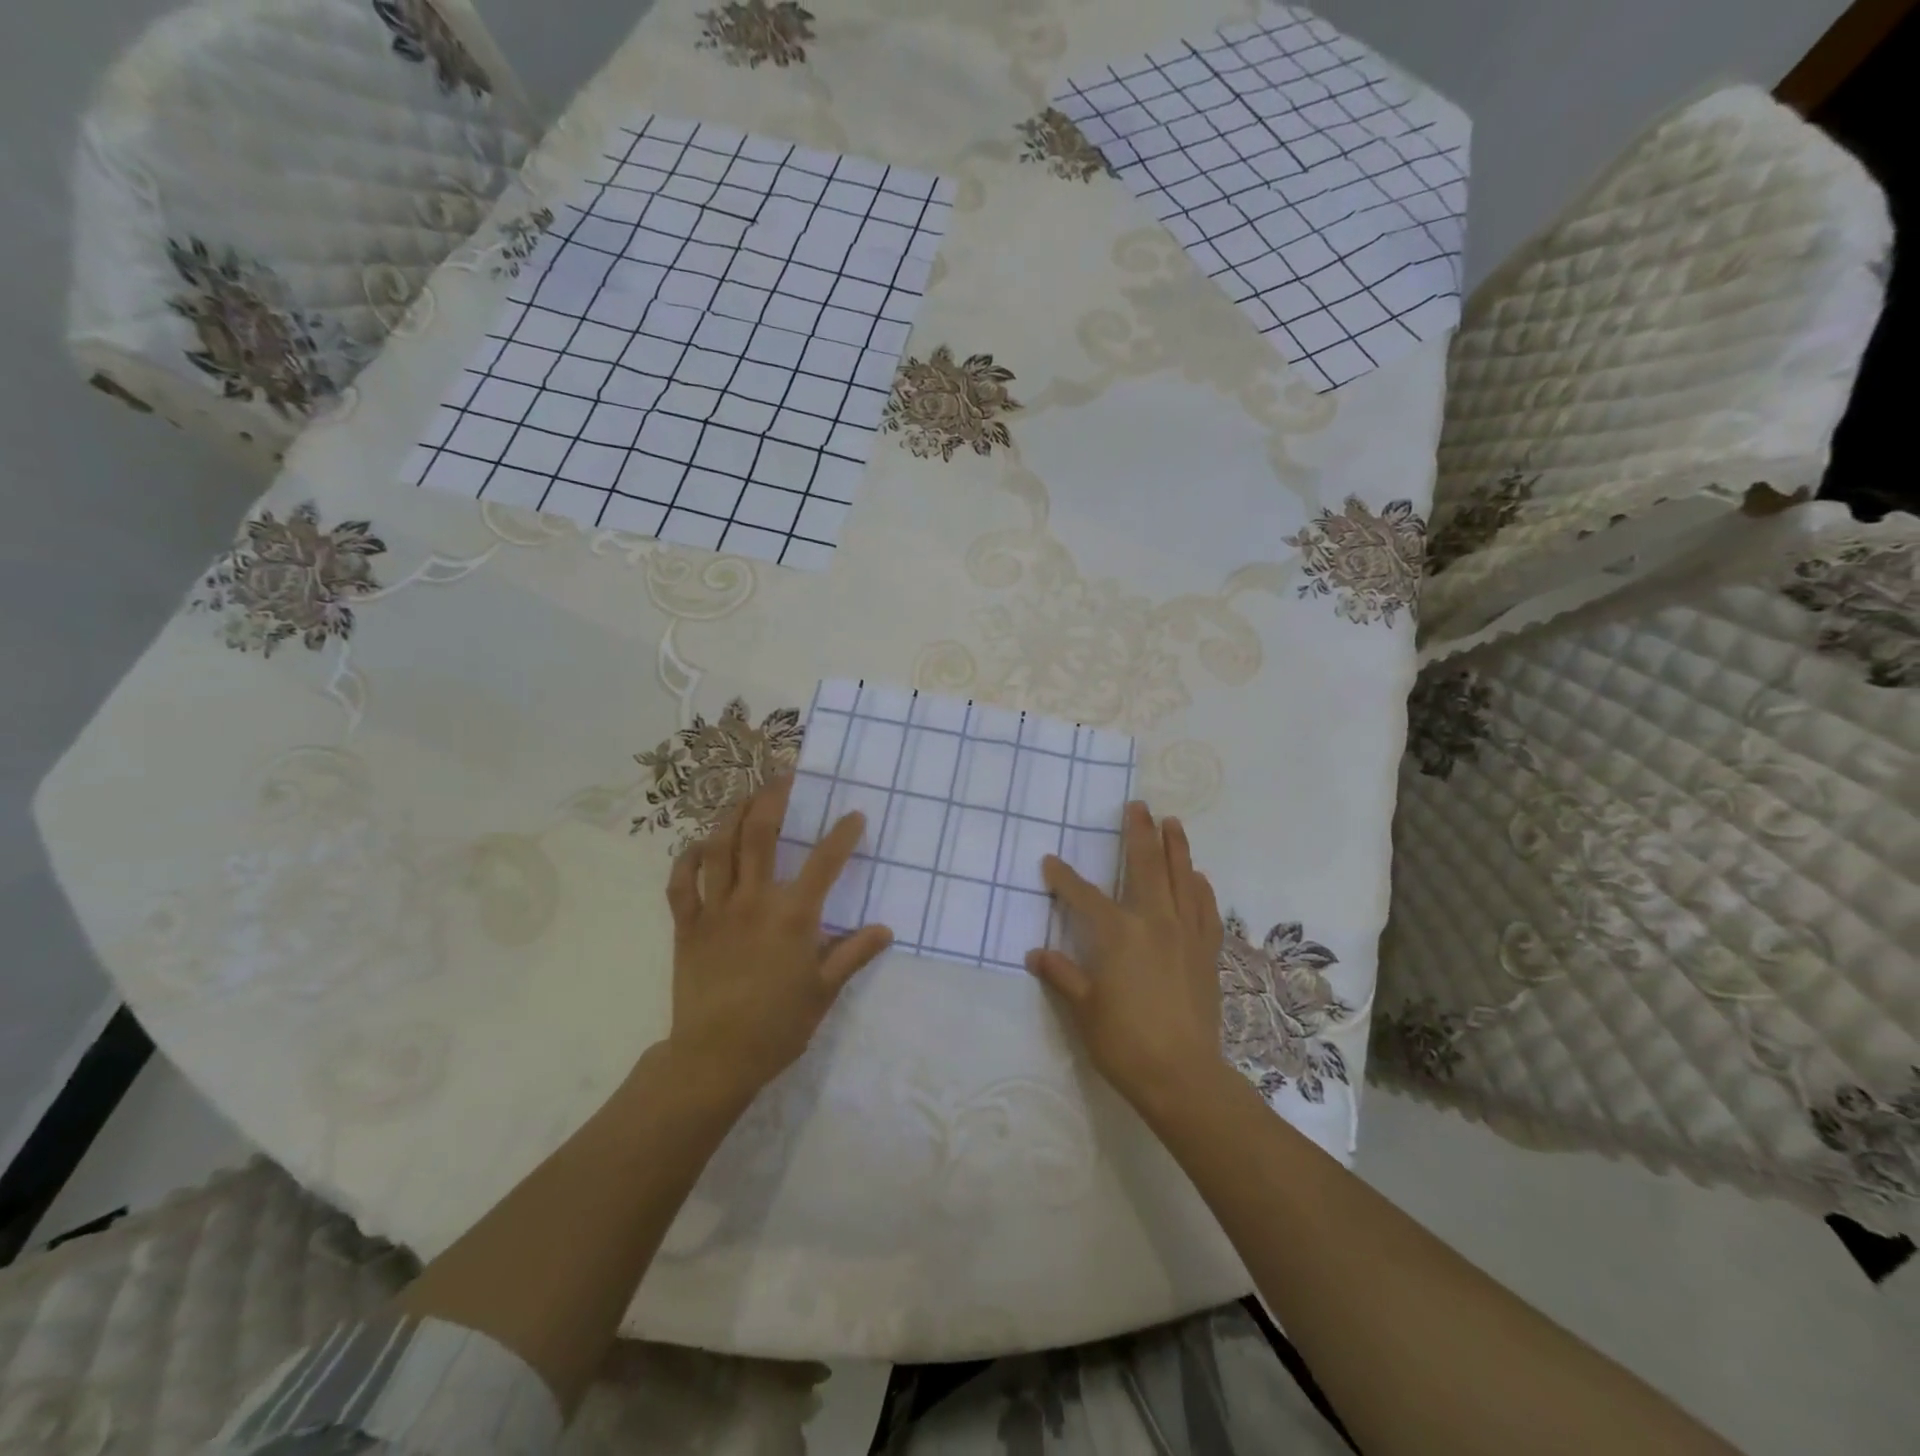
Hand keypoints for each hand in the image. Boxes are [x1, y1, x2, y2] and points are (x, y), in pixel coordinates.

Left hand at [665, 776, 892, 1103]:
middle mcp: (753, 901)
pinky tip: (698, 845)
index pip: (825, 863)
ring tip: (745, 797)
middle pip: (760, 835)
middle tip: (785, 776)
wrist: (714, 1059)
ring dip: (732, 815)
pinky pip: (681, 883)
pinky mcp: (686, 926)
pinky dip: (686, 859)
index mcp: (792, 916)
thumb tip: (885, 929)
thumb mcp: (824, 992)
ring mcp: (715, 910)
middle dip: (773, 799)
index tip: (854, 815)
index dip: (842, 835)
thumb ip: (853, 954)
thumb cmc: (777, 1026)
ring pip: (719, 848)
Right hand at [1028, 802, 1225, 1111]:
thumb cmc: (1125, 1042)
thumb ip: (1061, 974)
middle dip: (1139, 833)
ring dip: (1176, 847)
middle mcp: (1154, 922)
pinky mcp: (1207, 952)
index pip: (1084, 896)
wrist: (1183, 1076)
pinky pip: (1205, 910)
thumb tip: (1035, 953)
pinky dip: (1202, 888)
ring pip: (1182, 879)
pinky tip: (1199, 877)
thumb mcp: (1082, 1009)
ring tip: (1173, 823)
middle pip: (1146, 866)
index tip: (1050, 862)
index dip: (1064, 878)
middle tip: (1137, 806)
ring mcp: (1185, 935)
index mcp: (1118, 933)